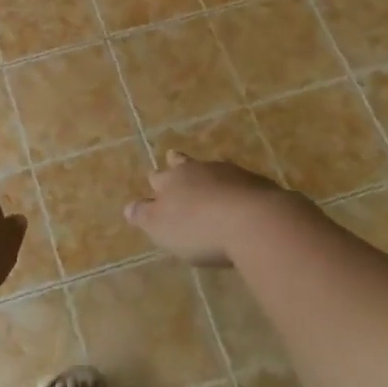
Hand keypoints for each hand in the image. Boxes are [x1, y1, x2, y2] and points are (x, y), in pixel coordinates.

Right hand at [123, 150, 300, 264]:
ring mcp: (232, 174)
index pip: (158, 177)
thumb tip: (128, 207)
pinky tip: (241, 201)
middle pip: (185, 164)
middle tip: (174, 158)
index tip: (154, 180)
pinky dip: (237, 190)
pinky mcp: (259, 185)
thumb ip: (144, 215)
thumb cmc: (199, 228)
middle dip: (178, 163)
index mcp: (173, 180)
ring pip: (215, 171)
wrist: (255, 221)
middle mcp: (200, 170)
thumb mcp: (161, 227)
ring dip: (210, 177)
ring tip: (210, 184)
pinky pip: (242, 184)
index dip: (156, 181)